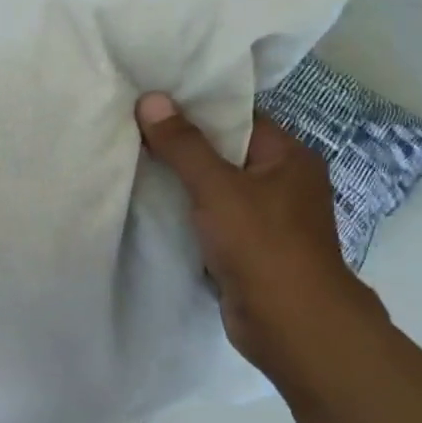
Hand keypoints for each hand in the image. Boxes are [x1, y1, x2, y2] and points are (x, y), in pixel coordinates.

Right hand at [136, 93, 383, 376]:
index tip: (152, 103)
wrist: (289, 323)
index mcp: (288, 157)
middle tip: (132, 132)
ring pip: (215, 190)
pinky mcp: (248, 250)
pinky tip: (151, 209)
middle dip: (182, 147)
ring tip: (133, 165)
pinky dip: (186, 216)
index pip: (238, 118)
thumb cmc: (261, 244)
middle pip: (224, 154)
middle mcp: (282, 183)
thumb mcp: (217, 187)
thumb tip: (151, 99)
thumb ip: (183, 145)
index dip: (196, 109)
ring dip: (181, 184)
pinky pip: (212, 221)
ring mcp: (267, 220)